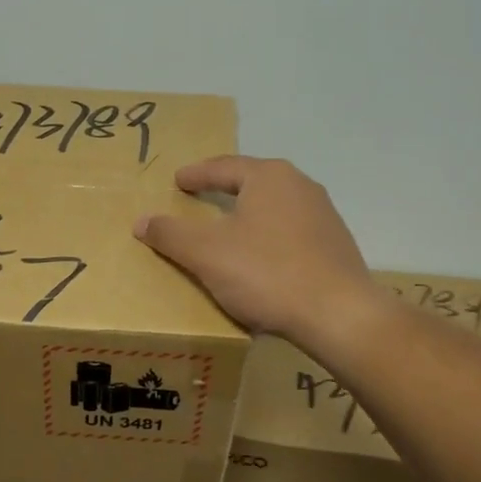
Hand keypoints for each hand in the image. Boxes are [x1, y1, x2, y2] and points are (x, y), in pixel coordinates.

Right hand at [134, 156, 381, 346]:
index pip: (223, 167)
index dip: (196, 174)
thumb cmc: (267, 273)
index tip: (178, 181)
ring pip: (274, 208)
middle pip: (252, 182)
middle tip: (200, 198)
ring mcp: (323, 215)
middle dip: (224, 189)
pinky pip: (291, 233)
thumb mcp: (206, 254)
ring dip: (249, 215)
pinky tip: (261, 259)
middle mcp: (300, 186)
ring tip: (228, 229)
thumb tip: (142, 221)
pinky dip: (269, 238)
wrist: (339, 315)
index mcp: (269, 177)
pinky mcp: (335, 245)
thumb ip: (171, 234)